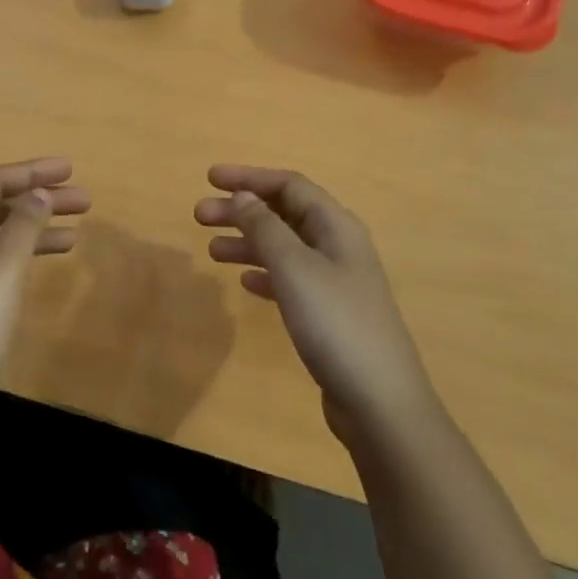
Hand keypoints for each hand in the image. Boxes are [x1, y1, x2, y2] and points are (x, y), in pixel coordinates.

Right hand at [196, 164, 432, 443]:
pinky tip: (244, 282)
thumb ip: (265, 227)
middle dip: (241, 210)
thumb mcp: (294, 267)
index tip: (209, 178)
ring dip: (248, 242)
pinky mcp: (329, 314)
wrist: (378, 400)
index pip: (289, 185)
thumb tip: (242, 196)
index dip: (249, 178)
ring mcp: (335, 282)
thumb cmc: (335, 323)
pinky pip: (290, 279)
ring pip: (284, 247)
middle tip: (199, 216)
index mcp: (336, 226)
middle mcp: (338, 246)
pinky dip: (265, 273)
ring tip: (211, 250)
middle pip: (284, 214)